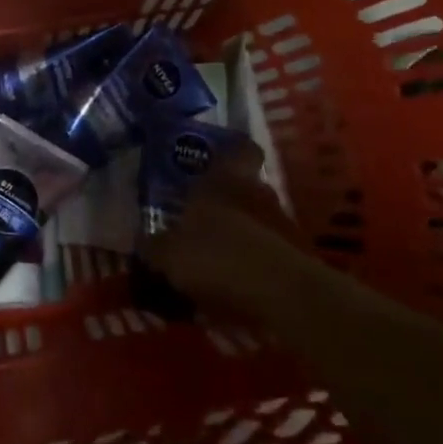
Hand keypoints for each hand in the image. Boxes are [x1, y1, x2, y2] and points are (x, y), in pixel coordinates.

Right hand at [142, 147, 310, 315]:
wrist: (278, 295)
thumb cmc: (216, 254)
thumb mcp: (169, 253)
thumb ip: (155, 245)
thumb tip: (144, 241)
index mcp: (226, 179)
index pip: (240, 148)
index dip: (232, 151)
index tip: (217, 159)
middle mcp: (258, 192)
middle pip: (246, 186)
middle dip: (228, 201)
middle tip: (203, 219)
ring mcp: (283, 224)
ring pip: (258, 219)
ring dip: (242, 234)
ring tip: (218, 259)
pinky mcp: (297, 257)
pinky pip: (270, 252)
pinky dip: (256, 263)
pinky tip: (237, 284)